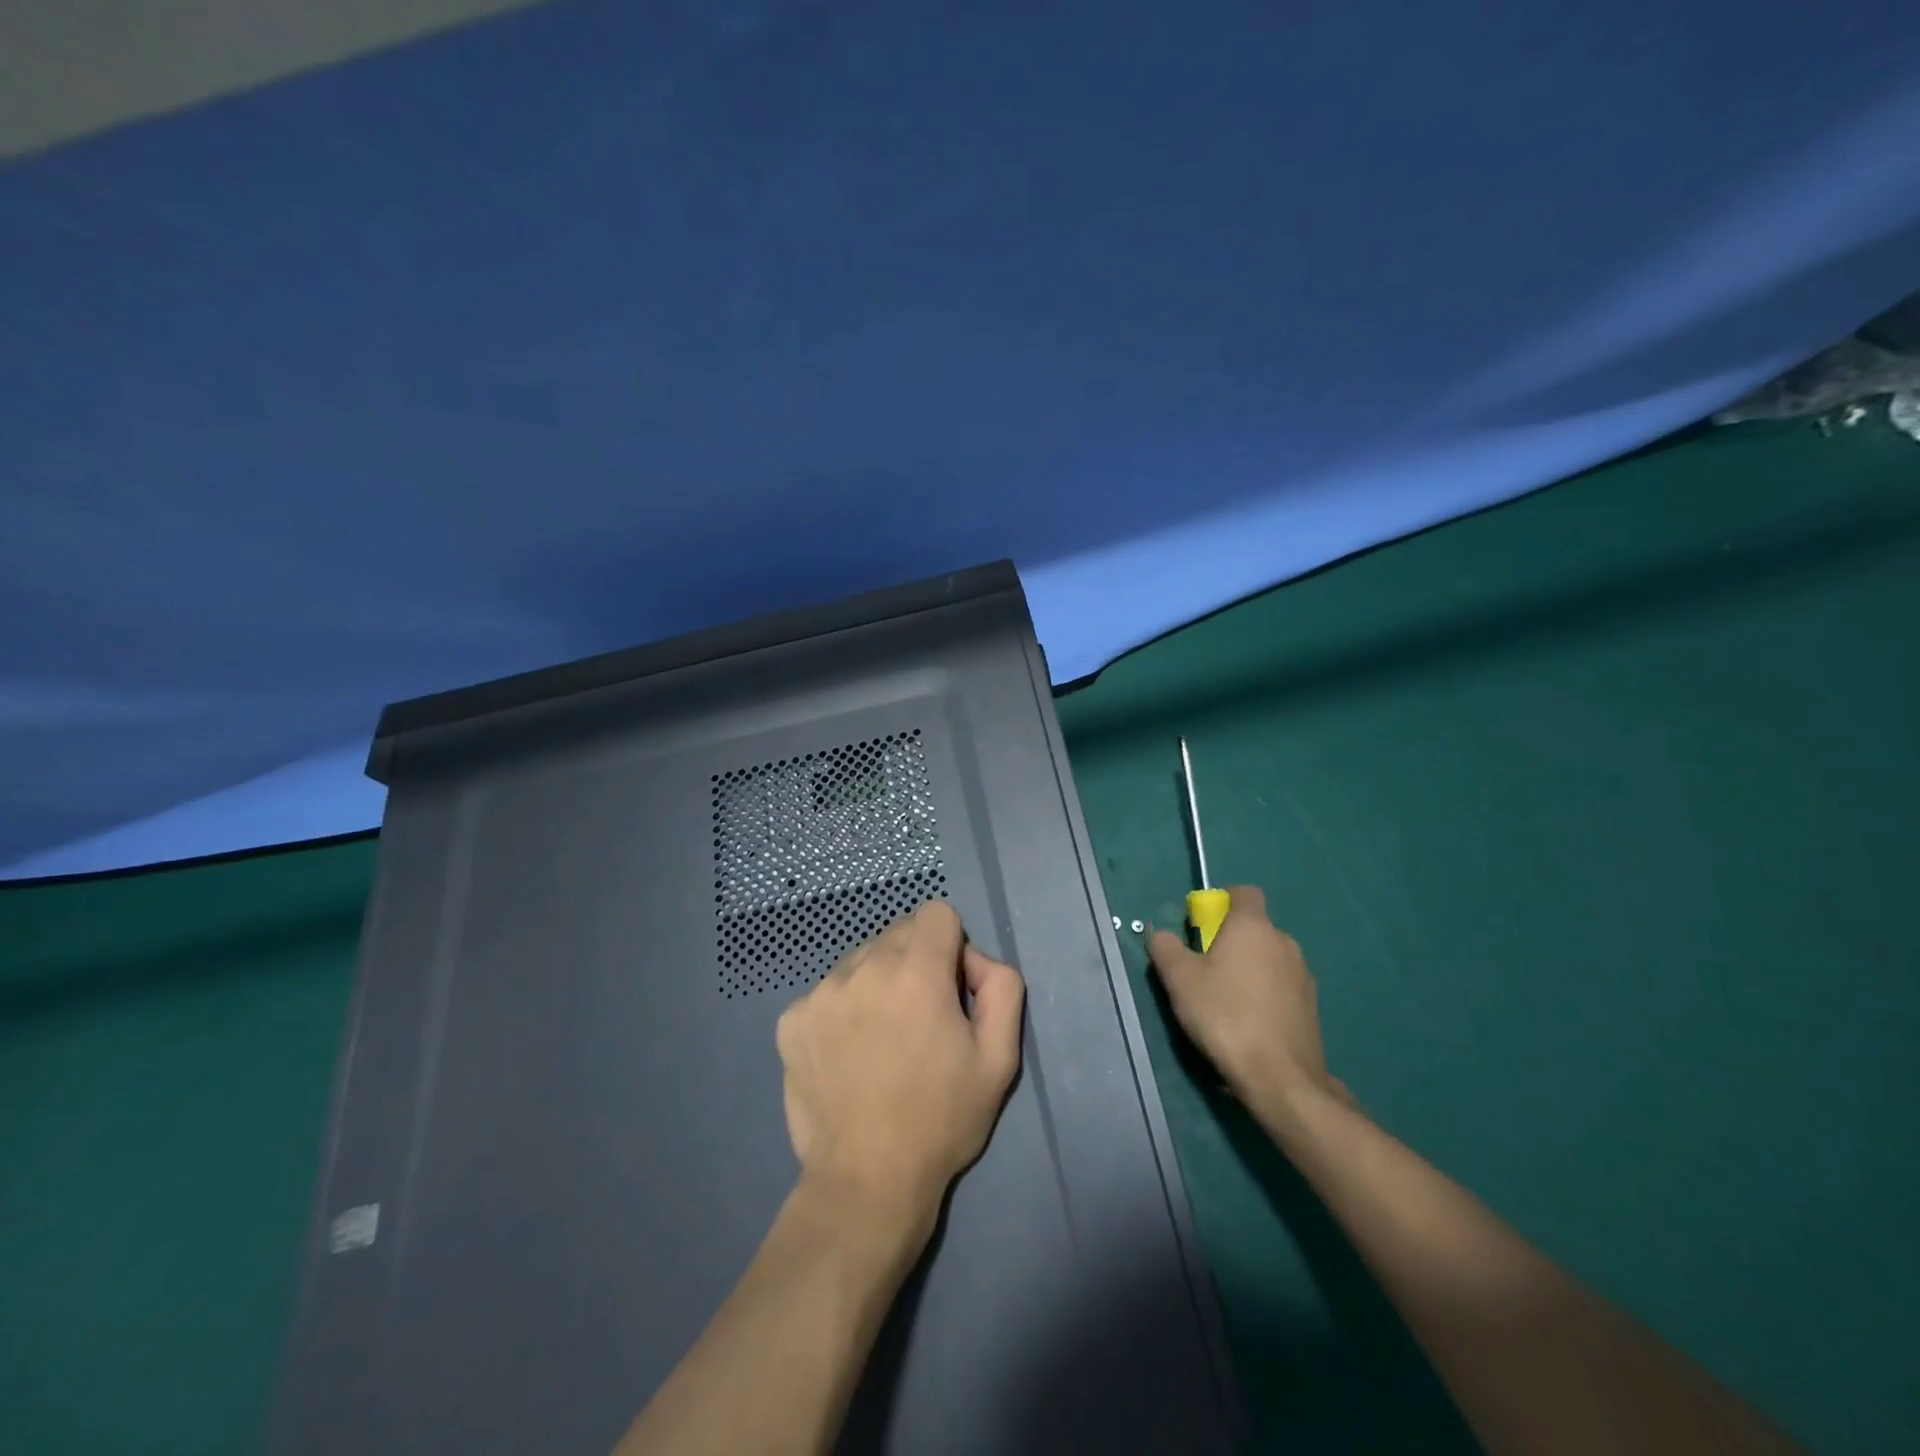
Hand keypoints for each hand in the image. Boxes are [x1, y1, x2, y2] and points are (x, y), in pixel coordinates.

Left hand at [775, 901, 1025, 1234]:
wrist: (867, 1182)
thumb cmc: (941, 1119)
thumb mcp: (1000, 1057)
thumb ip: (1001, 987)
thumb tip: (974, 961)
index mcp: (916, 971)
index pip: (937, 914)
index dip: (952, 946)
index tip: (951, 989)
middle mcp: (863, 968)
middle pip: (898, 933)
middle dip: (915, 962)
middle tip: (920, 1019)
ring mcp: (821, 993)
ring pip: (860, 960)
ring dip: (876, 983)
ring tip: (881, 1040)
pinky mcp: (791, 1020)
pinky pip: (827, 993)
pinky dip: (842, 1011)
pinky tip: (848, 1055)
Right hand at [1147, 886, 1348, 1112]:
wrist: (1280, 1077)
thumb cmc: (1225, 1015)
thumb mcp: (1179, 979)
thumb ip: (1166, 947)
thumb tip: (1162, 935)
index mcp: (1253, 926)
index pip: (1244, 893)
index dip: (1222, 902)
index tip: (1202, 925)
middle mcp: (1284, 942)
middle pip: (1254, 927)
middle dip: (1231, 940)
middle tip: (1205, 968)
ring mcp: (1303, 975)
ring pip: (1269, 957)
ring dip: (1249, 968)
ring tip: (1225, 1000)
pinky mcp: (1311, 1006)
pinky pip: (1282, 986)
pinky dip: (1265, 993)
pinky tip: (1248, 1022)